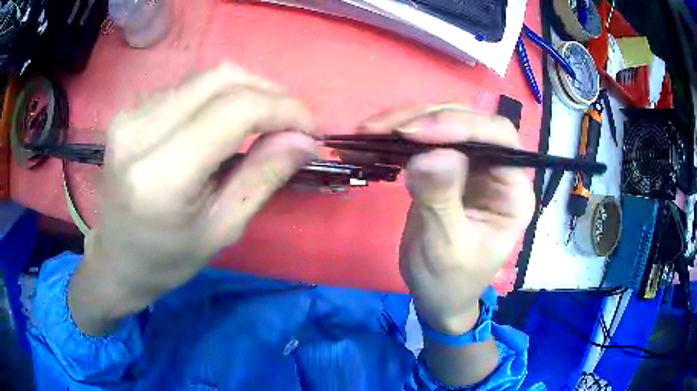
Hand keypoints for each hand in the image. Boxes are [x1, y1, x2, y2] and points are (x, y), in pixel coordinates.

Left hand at [69, 63, 317, 334]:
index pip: (235, 110)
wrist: (116, 260)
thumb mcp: (222, 230)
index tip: (311, 129)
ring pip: (206, 76)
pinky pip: (187, 86)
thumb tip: (305, 140)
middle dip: (270, 92)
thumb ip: (263, 178)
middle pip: (222, 78)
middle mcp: (140, 132)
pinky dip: (218, 95)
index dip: (284, 109)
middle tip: (292, 122)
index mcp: (161, 175)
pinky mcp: (129, 111)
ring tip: (265, 121)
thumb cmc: (167, 260)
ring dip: (247, 91)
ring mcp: (130, 115)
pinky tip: (225, 121)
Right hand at [359, 104, 533, 334]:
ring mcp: (471, 167)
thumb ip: (442, 201)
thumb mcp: (446, 249)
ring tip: (367, 132)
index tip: (414, 134)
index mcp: (512, 192)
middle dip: (424, 119)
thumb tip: (430, 154)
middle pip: (468, 122)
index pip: (498, 138)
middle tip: (378, 130)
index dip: (461, 126)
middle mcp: (497, 170)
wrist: (436, 297)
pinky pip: (424, 140)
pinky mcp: (446, 169)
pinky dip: (396, 137)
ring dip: (404, 122)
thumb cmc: (450, 282)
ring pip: (443, 123)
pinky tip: (371, 141)